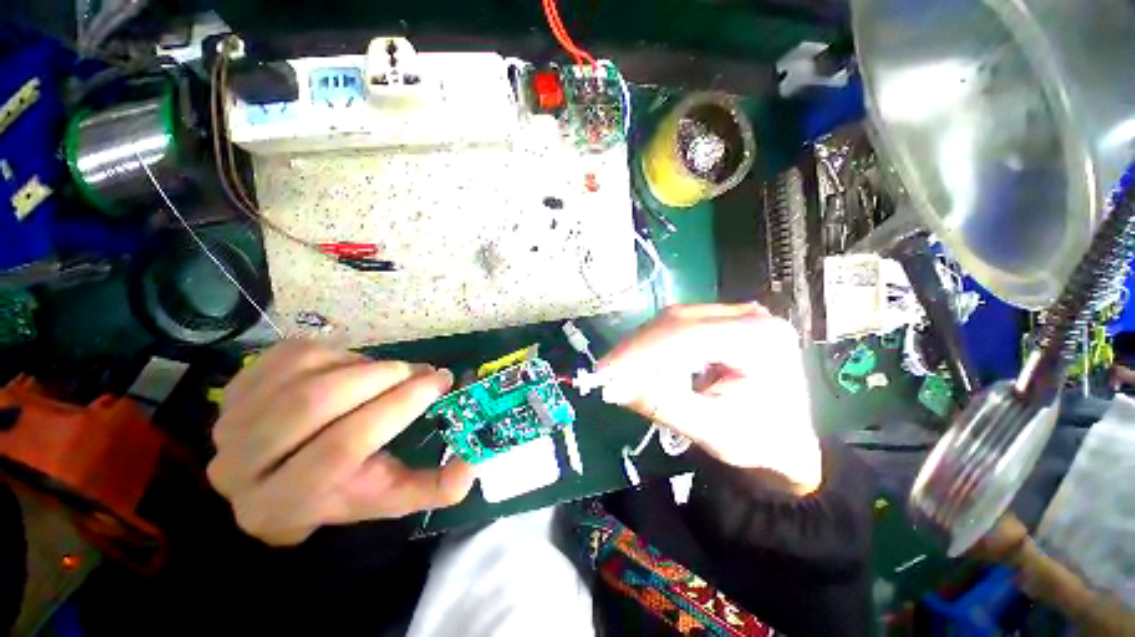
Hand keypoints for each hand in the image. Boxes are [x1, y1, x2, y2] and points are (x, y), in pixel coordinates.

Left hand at [207, 341, 474, 544]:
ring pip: (306, 372)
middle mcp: (240, 465)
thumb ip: (433, 488)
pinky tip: (354, 367)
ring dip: (363, 364)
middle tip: (419, 371)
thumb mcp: (388, 497)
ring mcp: (229, 420)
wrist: (274, 483)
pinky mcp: (235, 387)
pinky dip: (339, 353)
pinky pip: (295, 353)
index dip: (398, 406)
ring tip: (389, 372)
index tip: (438, 381)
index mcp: (284, 503)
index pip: (343, 446)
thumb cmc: (339, 492)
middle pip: (315, 403)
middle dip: (382, 377)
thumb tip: (472, 462)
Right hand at [599, 303, 821, 493]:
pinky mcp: (721, 319)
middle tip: (608, 375)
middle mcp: (749, 315)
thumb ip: (663, 405)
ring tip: (628, 375)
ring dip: (643, 349)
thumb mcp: (712, 432)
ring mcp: (735, 313)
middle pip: (675, 322)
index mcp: (760, 339)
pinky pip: (675, 327)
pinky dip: (655, 347)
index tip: (605, 371)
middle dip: (636, 350)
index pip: (686, 334)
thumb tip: (613, 386)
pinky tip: (648, 367)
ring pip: (670, 322)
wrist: (787, 439)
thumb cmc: (760, 442)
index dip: (640, 351)